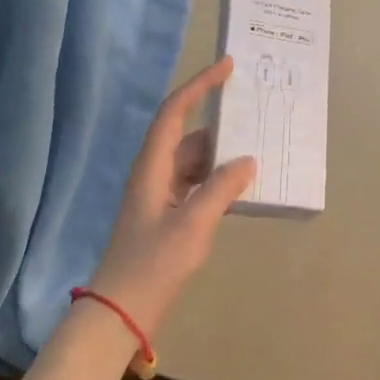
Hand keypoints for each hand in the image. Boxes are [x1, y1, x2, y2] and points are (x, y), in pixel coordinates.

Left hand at [89, 56, 254, 339]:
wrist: (120, 312)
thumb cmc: (153, 264)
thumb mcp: (193, 225)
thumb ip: (222, 188)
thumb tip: (248, 160)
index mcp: (153, 167)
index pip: (175, 112)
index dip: (199, 85)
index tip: (228, 67)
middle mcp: (155, 174)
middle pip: (190, 136)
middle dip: (221, 126)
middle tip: (257, 116)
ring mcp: (161, 196)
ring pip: (196, 163)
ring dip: (223, 158)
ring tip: (259, 152)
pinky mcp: (168, 217)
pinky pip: (198, 186)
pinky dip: (219, 183)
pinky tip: (243, 190)